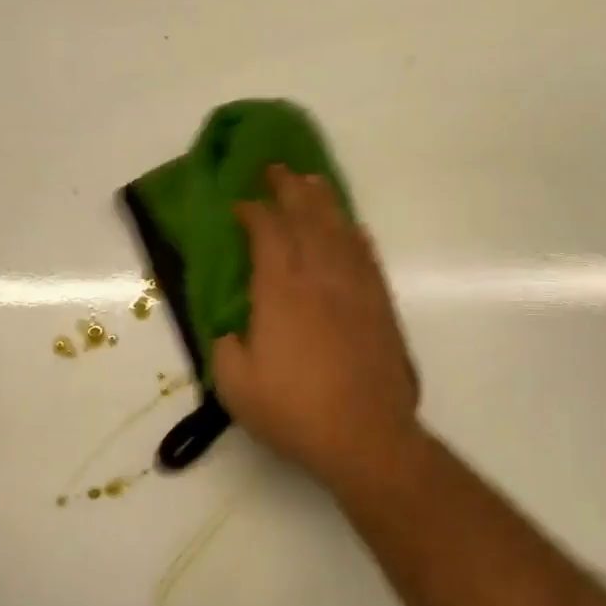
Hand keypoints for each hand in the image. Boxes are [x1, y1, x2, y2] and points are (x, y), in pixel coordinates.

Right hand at [213, 165, 422, 493]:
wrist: (366, 435)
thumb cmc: (295, 411)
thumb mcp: (235, 385)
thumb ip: (225, 347)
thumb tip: (232, 330)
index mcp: (280, 291)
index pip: (267, 233)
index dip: (253, 212)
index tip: (240, 204)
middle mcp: (319, 277)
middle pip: (306, 217)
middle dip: (288, 189)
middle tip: (275, 169)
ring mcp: (355, 288)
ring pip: (339, 229)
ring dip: (323, 201)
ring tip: (312, 181)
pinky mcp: (380, 305)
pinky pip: (366, 255)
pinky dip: (354, 233)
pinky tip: (349, 227)